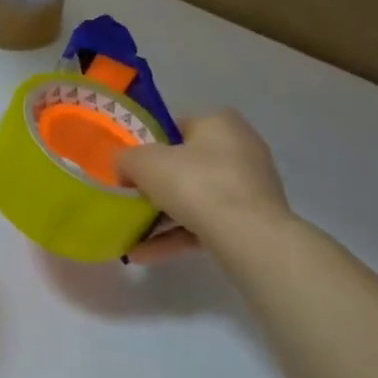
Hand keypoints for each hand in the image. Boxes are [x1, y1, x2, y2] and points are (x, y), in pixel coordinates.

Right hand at [117, 111, 291, 265]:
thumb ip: (126, 158)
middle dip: (155, 186)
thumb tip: (124, 168)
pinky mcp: (253, 220)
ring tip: (130, 235)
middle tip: (128, 201)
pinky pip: (206, 222)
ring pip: (196, 198)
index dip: (147, 147)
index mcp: (219, 123)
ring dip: (161, 217)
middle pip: (185, 165)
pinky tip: (144, 254)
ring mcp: (249, 187)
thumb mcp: (144, 162)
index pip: (175, 129)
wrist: (248, 236)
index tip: (128, 169)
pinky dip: (177, 235)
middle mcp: (240, 148)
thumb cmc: (195, 184)